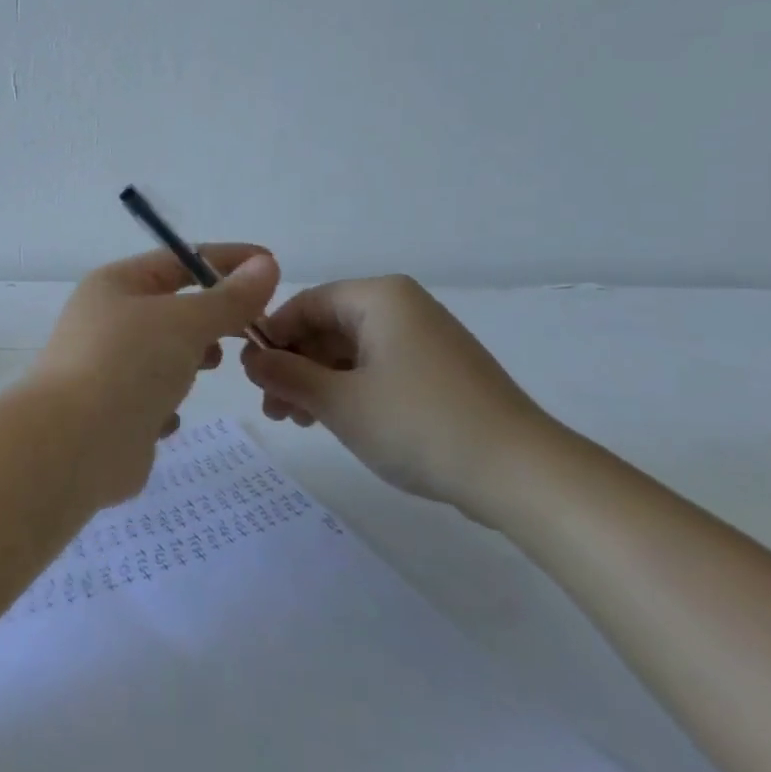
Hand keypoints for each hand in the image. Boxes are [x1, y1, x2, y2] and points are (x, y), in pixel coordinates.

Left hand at [28, 244, 279, 508]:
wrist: (73, 445)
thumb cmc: (127, 365)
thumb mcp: (185, 321)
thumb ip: (229, 298)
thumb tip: (265, 265)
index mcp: (115, 285)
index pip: (178, 260)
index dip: (225, 260)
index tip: (271, 265)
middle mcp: (106, 321)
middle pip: (173, 308)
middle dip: (212, 316)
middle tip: (254, 328)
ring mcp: (107, 368)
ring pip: (164, 354)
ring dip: (192, 358)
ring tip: (213, 365)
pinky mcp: (113, 413)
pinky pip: (152, 398)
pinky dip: (168, 403)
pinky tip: (171, 415)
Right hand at [240, 275, 556, 519]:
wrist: (520, 473)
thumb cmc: (419, 424)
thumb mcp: (339, 401)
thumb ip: (287, 376)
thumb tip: (251, 360)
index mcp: (379, 298)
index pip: (306, 303)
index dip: (272, 337)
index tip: (250, 375)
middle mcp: (402, 308)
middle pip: (328, 327)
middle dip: (294, 365)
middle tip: (272, 408)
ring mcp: (424, 340)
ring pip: (350, 352)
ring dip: (317, 382)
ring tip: (296, 421)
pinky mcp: (438, 372)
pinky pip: (378, 369)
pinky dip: (349, 391)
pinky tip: (333, 421)